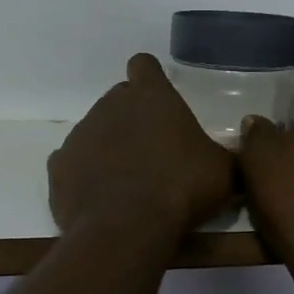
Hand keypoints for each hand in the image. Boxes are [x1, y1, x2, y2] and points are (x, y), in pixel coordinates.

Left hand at [49, 54, 235, 243]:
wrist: (126, 228)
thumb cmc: (181, 188)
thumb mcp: (222, 172)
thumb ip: (226, 155)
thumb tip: (234, 154)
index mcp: (150, 96)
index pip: (144, 65)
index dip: (151, 79)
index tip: (159, 100)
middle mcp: (110, 105)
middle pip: (119, 99)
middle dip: (133, 117)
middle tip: (153, 149)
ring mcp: (80, 134)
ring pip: (95, 130)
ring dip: (109, 146)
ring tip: (128, 180)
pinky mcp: (58, 166)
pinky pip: (73, 162)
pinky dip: (85, 174)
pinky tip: (101, 196)